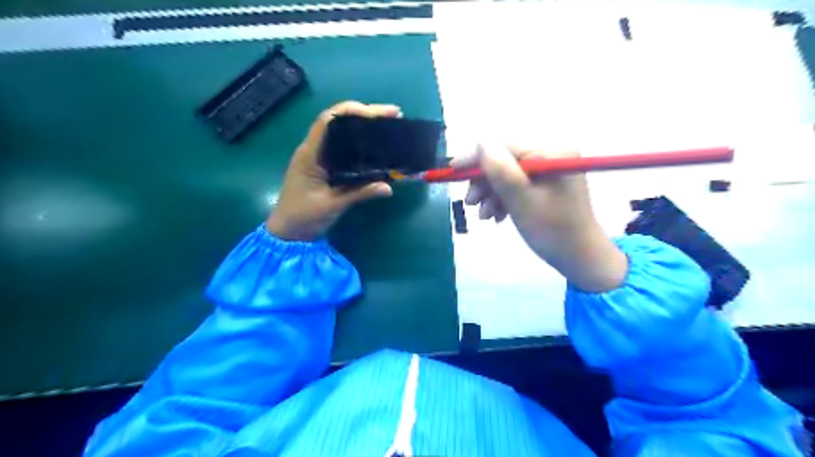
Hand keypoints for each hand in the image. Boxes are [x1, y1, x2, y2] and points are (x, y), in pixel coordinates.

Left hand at [267, 100, 399, 239]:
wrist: (287, 233)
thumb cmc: (304, 217)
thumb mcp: (333, 205)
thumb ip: (360, 194)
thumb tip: (389, 188)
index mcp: (310, 154)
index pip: (329, 120)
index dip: (353, 111)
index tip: (378, 114)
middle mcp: (313, 150)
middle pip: (338, 122)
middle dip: (365, 115)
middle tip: (393, 116)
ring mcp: (318, 158)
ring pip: (342, 134)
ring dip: (363, 127)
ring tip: (388, 127)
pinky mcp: (324, 168)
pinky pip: (343, 149)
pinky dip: (360, 144)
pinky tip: (375, 147)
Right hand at [456, 143, 625, 292]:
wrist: (579, 257)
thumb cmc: (553, 231)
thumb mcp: (521, 200)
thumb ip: (501, 170)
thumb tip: (480, 145)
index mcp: (551, 151)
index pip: (504, 144)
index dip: (476, 157)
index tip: (453, 171)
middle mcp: (551, 153)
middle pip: (504, 158)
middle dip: (484, 181)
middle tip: (470, 203)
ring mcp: (549, 168)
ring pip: (507, 172)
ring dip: (491, 193)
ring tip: (485, 216)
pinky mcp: (546, 182)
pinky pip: (516, 183)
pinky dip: (503, 198)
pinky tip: (497, 216)